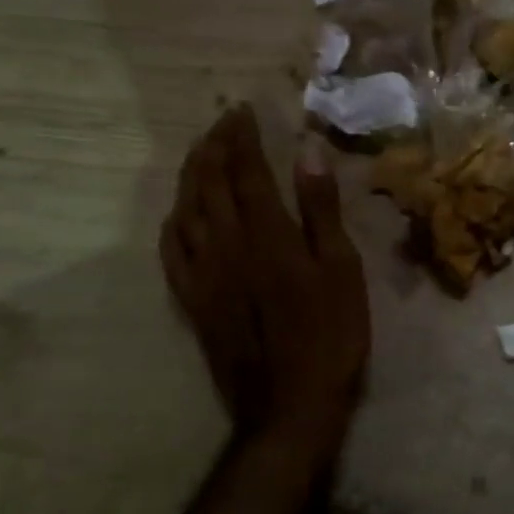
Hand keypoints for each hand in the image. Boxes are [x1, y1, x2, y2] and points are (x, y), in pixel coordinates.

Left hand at [160, 106, 369, 471]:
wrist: (290, 403)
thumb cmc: (331, 334)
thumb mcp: (342, 269)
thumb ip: (321, 210)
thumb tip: (308, 153)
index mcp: (267, 233)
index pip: (246, 170)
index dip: (242, 137)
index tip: (243, 110)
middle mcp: (226, 244)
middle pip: (208, 183)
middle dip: (213, 147)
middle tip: (223, 122)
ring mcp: (203, 273)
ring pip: (185, 210)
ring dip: (191, 175)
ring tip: (201, 154)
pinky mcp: (192, 300)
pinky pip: (171, 251)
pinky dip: (173, 221)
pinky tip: (179, 213)